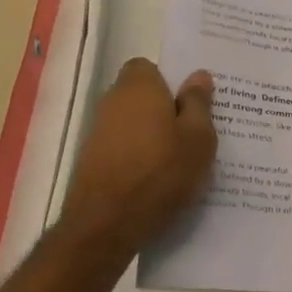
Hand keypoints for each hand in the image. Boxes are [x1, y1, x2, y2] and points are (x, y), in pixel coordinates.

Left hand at [62, 59, 216, 254]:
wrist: (107, 224)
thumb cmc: (161, 173)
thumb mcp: (198, 138)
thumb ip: (199, 104)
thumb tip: (199, 75)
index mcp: (138, 87)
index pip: (149, 67)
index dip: (171, 82)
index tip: (192, 104)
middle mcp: (112, 102)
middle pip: (142, 97)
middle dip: (165, 110)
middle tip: (195, 133)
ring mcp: (98, 132)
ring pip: (134, 124)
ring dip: (153, 137)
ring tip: (181, 161)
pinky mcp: (92, 161)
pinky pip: (125, 149)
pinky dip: (140, 158)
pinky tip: (159, 181)